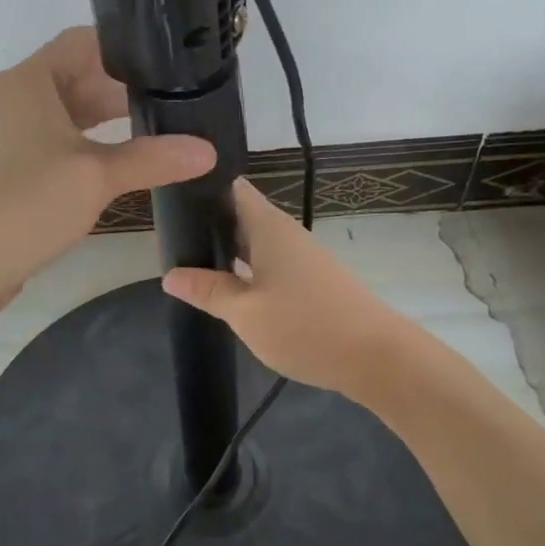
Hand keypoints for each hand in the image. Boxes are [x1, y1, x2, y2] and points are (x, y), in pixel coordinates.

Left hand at [0, 27, 217, 311]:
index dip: (126, 46)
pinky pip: (59, 138)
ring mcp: (12, 131)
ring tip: (161, 124)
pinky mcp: (13, 164)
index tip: (170, 58)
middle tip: (177, 95)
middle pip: (79, 74)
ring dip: (109, 117)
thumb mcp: (96, 177)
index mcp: (30, 81)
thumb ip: (153, 158)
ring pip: (70, 110)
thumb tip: (209, 150)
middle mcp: (17, 96)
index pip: (84, 41)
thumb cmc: (26, 204)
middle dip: (124, 86)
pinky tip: (124, 158)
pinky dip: (90, 142)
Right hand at [160, 179, 409, 399]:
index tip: (170, 195)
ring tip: (187, 261)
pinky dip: (245, 269)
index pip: (231, 187)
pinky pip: (269, 263)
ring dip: (225, 250)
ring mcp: (300, 256)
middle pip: (240, 215)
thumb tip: (170, 275)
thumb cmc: (306, 326)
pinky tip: (227, 287)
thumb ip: (207, 291)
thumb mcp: (245, 313)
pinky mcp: (311, 279)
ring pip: (253, 242)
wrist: (377, 358)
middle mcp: (285, 233)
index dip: (201, 187)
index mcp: (268, 226)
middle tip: (167, 236)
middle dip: (206, 224)